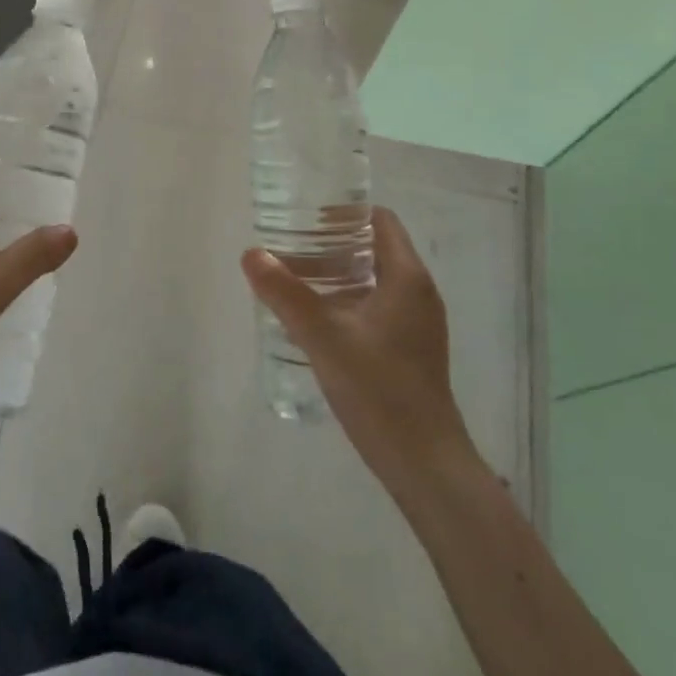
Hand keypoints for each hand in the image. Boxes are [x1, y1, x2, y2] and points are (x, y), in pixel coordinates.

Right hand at [243, 207, 480, 510]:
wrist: (424, 464)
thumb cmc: (379, 390)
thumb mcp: (324, 337)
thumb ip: (285, 294)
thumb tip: (251, 254)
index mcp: (406, 278)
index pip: (380, 220)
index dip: (345, 212)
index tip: (307, 217)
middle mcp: (417, 293)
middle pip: (373, 249)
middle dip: (330, 245)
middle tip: (288, 248)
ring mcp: (416, 324)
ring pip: (371, 281)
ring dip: (334, 275)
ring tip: (292, 281)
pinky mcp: (409, 349)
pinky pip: (374, 308)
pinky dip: (344, 302)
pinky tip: (312, 321)